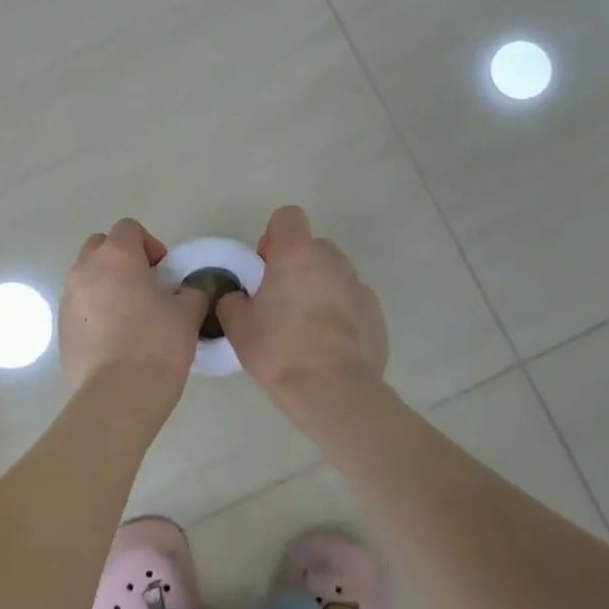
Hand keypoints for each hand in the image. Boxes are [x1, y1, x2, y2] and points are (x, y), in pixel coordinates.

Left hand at [60, 219, 208, 392]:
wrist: (117, 395)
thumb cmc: (157, 345)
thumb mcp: (188, 314)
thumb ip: (190, 292)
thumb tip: (186, 292)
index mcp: (117, 257)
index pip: (129, 228)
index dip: (150, 244)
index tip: (164, 271)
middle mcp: (85, 270)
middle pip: (100, 246)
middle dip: (121, 259)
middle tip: (145, 286)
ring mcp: (67, 299)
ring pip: (86, 277)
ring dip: (106, 285)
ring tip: (130, 315)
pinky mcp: (60, 328)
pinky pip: (79, 306)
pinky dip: (94, 311)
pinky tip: (114, 339)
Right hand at [216, 206, 387, 403]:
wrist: (334, 391)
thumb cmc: (280, 351)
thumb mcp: (237, 327)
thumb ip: (232, 300)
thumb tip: (238, 297)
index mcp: (296, 255)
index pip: (287, 216)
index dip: (273, 236)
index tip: (265, 267)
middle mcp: (332, 261)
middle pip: (312, 246)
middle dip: (297, 264)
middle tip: (281, 299)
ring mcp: (358, 286)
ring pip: (333, 273)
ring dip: (319, 287)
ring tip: (306, 324)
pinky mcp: (376, 312)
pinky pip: (351, 300)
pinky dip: (340, 311)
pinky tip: (328, 343)